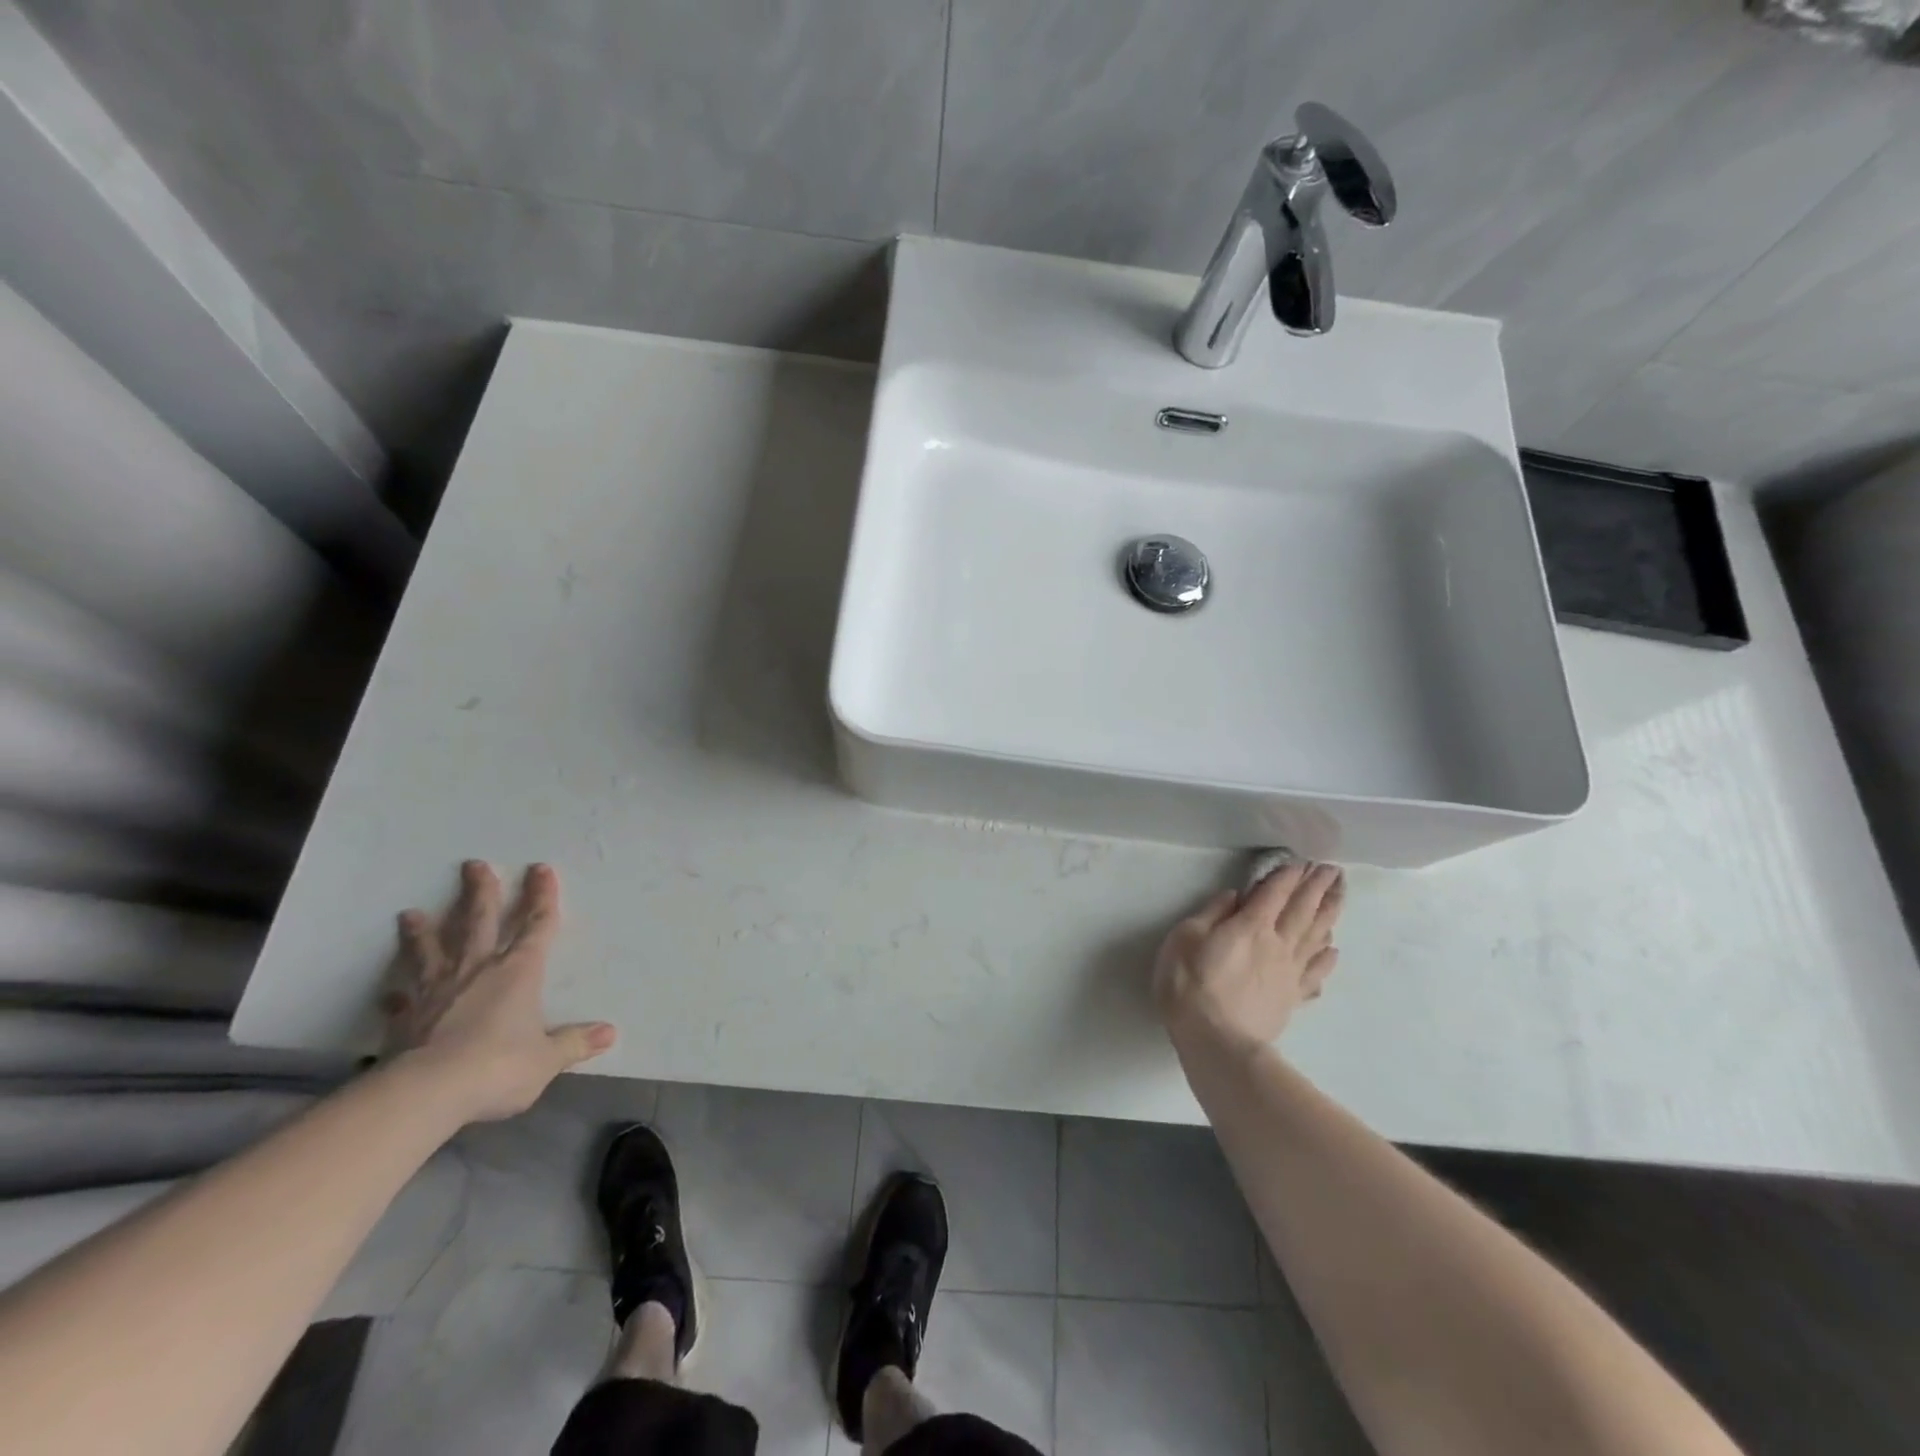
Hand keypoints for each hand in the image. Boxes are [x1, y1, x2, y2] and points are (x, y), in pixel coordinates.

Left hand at [383, 861, 615, 1122]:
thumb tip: (610, 1033)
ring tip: (410, 914)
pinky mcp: (405, 1017)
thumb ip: (574, 1043)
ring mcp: (436, 991)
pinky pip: (401, 999)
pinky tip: (389, 993)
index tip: (540, 869)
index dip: (541, 897)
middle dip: (480, 892)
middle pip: (479, 921)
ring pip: (431, 951)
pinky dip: (396, 994)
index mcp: (518, 972)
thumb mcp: (546, 1059)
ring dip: (423, 932)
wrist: (425, 1092)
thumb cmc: (497, 1067)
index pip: (536, 926)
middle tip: (473, 865)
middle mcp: (477, 970)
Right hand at [1153, 861, 1343, 1053]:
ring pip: (1315, 936)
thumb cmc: (1191, 985)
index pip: (1274, 892)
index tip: (1302, 859)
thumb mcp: (1185, 939)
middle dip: (1317, 886)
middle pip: (1302, 909)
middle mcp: (1277, 944)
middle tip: (1333, 869)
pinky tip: (1332, 949)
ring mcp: (1289, 972)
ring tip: (1340, 895)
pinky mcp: (1292, 997)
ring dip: (1329, 913)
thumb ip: (1211, 914)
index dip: (1288, 874)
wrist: (1217, 1043)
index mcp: (1250, 926)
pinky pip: (1315, 973)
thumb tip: (1234, 896)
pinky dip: (1326, 958)